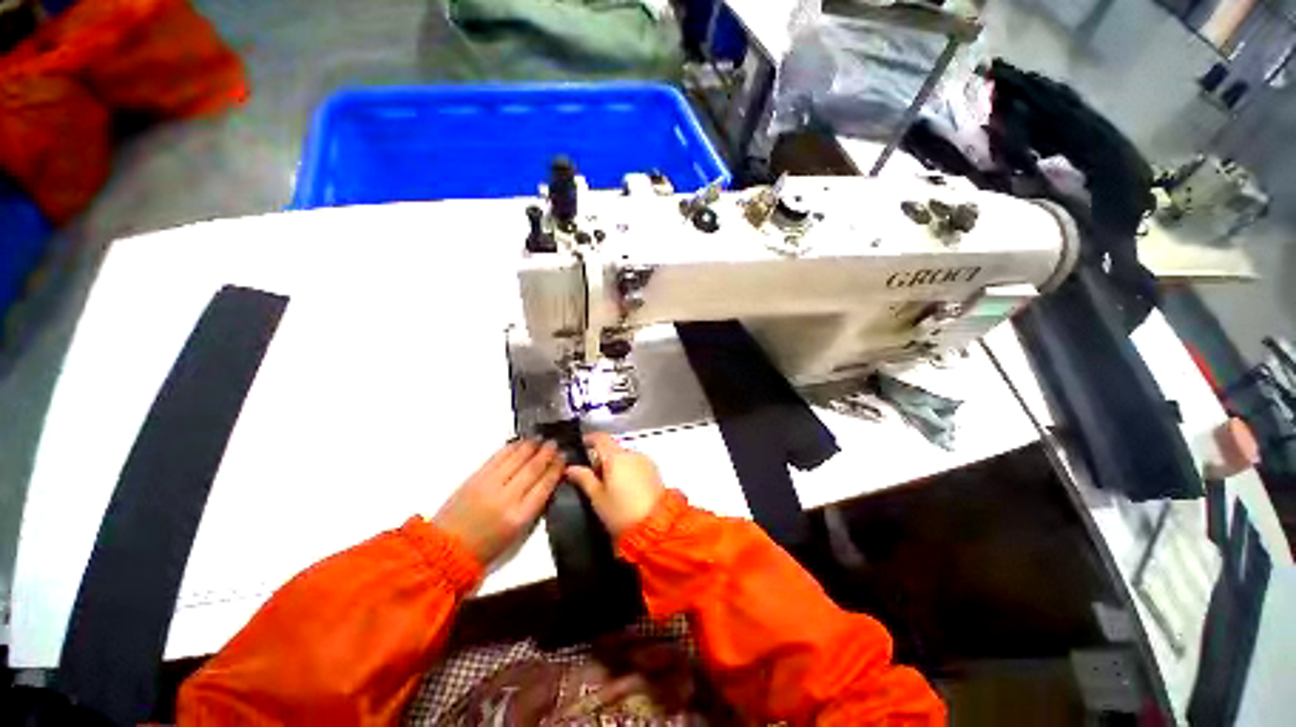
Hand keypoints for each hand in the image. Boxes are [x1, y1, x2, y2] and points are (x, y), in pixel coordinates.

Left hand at [433, 439, 563, 565]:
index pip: (545, 485)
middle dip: (546, 454)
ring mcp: (490, 485)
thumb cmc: (486, 548)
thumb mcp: (518, 535)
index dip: (556, 469)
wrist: (446, 551)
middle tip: (555, 443)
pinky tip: (518, 443)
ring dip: (530, 446)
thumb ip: (534, 509)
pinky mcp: (475, 478)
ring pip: (516, 459)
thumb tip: (547, 484)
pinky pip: (497, 458)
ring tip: (540, 438)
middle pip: (533, 468)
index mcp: (521, 516)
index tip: (564, 458)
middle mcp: (507, 498)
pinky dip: (510, 448)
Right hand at [565, 433, 664, 535]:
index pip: (600, 438)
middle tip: (592, 477)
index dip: (589, 439)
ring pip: (625, 456)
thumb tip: (571, 467)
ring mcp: (645, 461)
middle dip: (601, 458)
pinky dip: (627, 469)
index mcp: (616, 457)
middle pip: (612, 448)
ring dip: (615, 464)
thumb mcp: (597, 497)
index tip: (581, 446)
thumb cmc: (621, 512)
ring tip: (608, 486)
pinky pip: (635, 464)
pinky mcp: (654, 470)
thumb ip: (584, 478)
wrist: (655, 525)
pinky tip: (624, 487)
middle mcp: (632, 453)